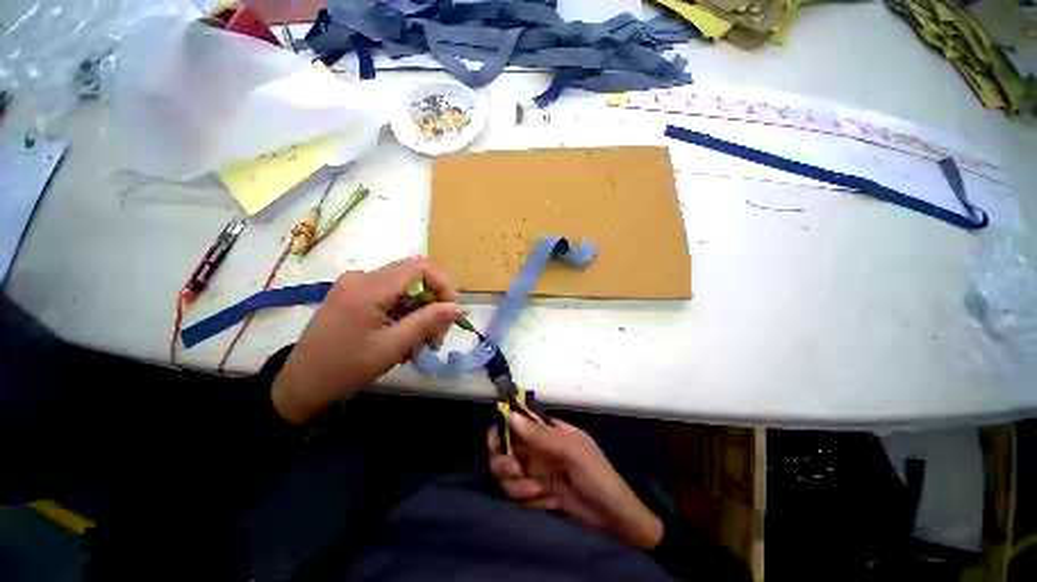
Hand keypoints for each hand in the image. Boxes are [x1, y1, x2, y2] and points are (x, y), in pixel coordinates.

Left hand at [272, 257, 464, 423]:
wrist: (301, 384)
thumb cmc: (346, 367)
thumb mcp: (394, 346)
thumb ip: (429, 321)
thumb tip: (460, 307)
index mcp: (369, 287)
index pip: (421, 267)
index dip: (443, 285)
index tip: (451, 312)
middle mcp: (362, 278)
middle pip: (414, 276)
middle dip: (433, 302)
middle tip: (438, 334)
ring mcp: (357, 285)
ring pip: (405, 288)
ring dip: (420, 312)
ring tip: (422, 343)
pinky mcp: (355, 295)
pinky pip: (391, 296)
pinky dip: (405, 314)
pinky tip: (405, 338)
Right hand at [487, 413, 663, 549]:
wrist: (612, 515)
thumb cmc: (595, 473)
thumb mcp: (570, 450)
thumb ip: (540, 435)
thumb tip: (511, 415)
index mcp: (546, 430)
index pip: (516, 422)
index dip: (501, 428)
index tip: (495, 442)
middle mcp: (536, 448)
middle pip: (504, 450)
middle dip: (504, 463)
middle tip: (515, 471)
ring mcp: (535, 472)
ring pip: (507, 476)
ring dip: (518, 487)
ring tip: (540, 493)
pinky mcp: (536, 494)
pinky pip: (518, 496)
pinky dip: (530, 502)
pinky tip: (551, 503)